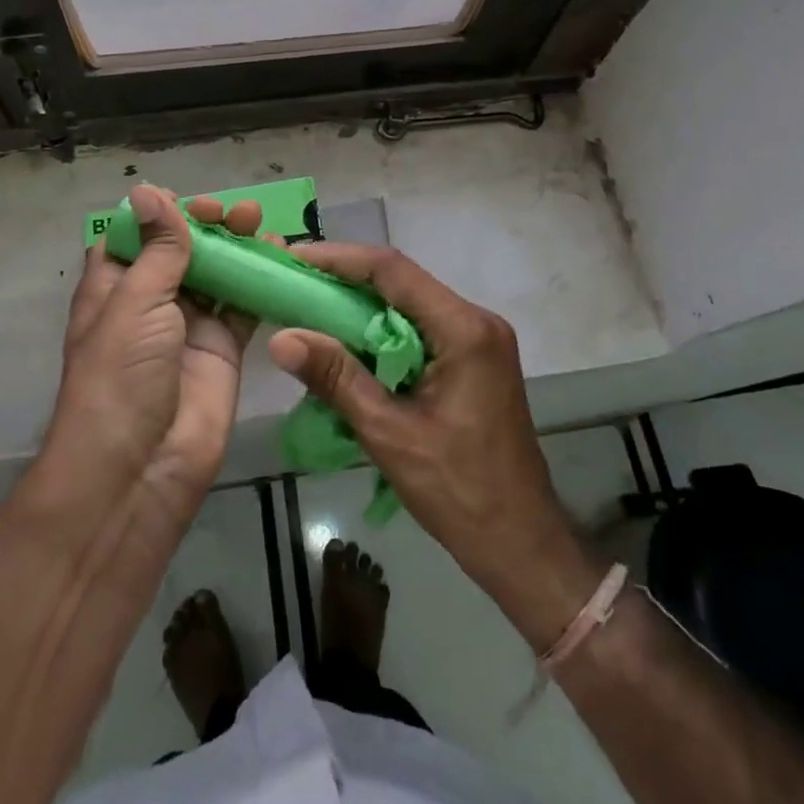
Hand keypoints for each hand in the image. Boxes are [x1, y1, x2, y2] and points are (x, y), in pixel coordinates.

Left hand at [45, 185, 263, 541]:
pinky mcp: (224, 348)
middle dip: (207, 225)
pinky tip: (280, 256)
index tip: (188, 200)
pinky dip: (262, 280)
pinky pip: (245, 304)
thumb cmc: (122, 376)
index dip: (160, 213)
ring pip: (217, 272)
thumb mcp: (134, 302)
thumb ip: (158, 248)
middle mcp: (150, 300)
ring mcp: (189, 324)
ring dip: (237, 245)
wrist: (141, 469)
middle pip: (181, 249)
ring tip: (259, 223)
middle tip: (232, 214)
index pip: (136, 236)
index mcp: (114, 285)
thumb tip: (149, 190)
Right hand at [268, 245, 604, 647]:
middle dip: (346, 279)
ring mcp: (480, 340)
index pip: (394, 271)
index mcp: (464, 329)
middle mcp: (476, 321)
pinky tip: (348, 343)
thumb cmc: (460, 492)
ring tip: (309, 307)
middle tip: (294, 282)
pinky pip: (421, 329)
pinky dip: (382, 331)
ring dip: (362, 305)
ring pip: (410, 305)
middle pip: (402, 282)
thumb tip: (281, 338)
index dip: (339, 258)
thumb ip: (337, 379)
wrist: (522, 545)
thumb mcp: (390, 434)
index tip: (294, 258)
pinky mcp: (475, 360)